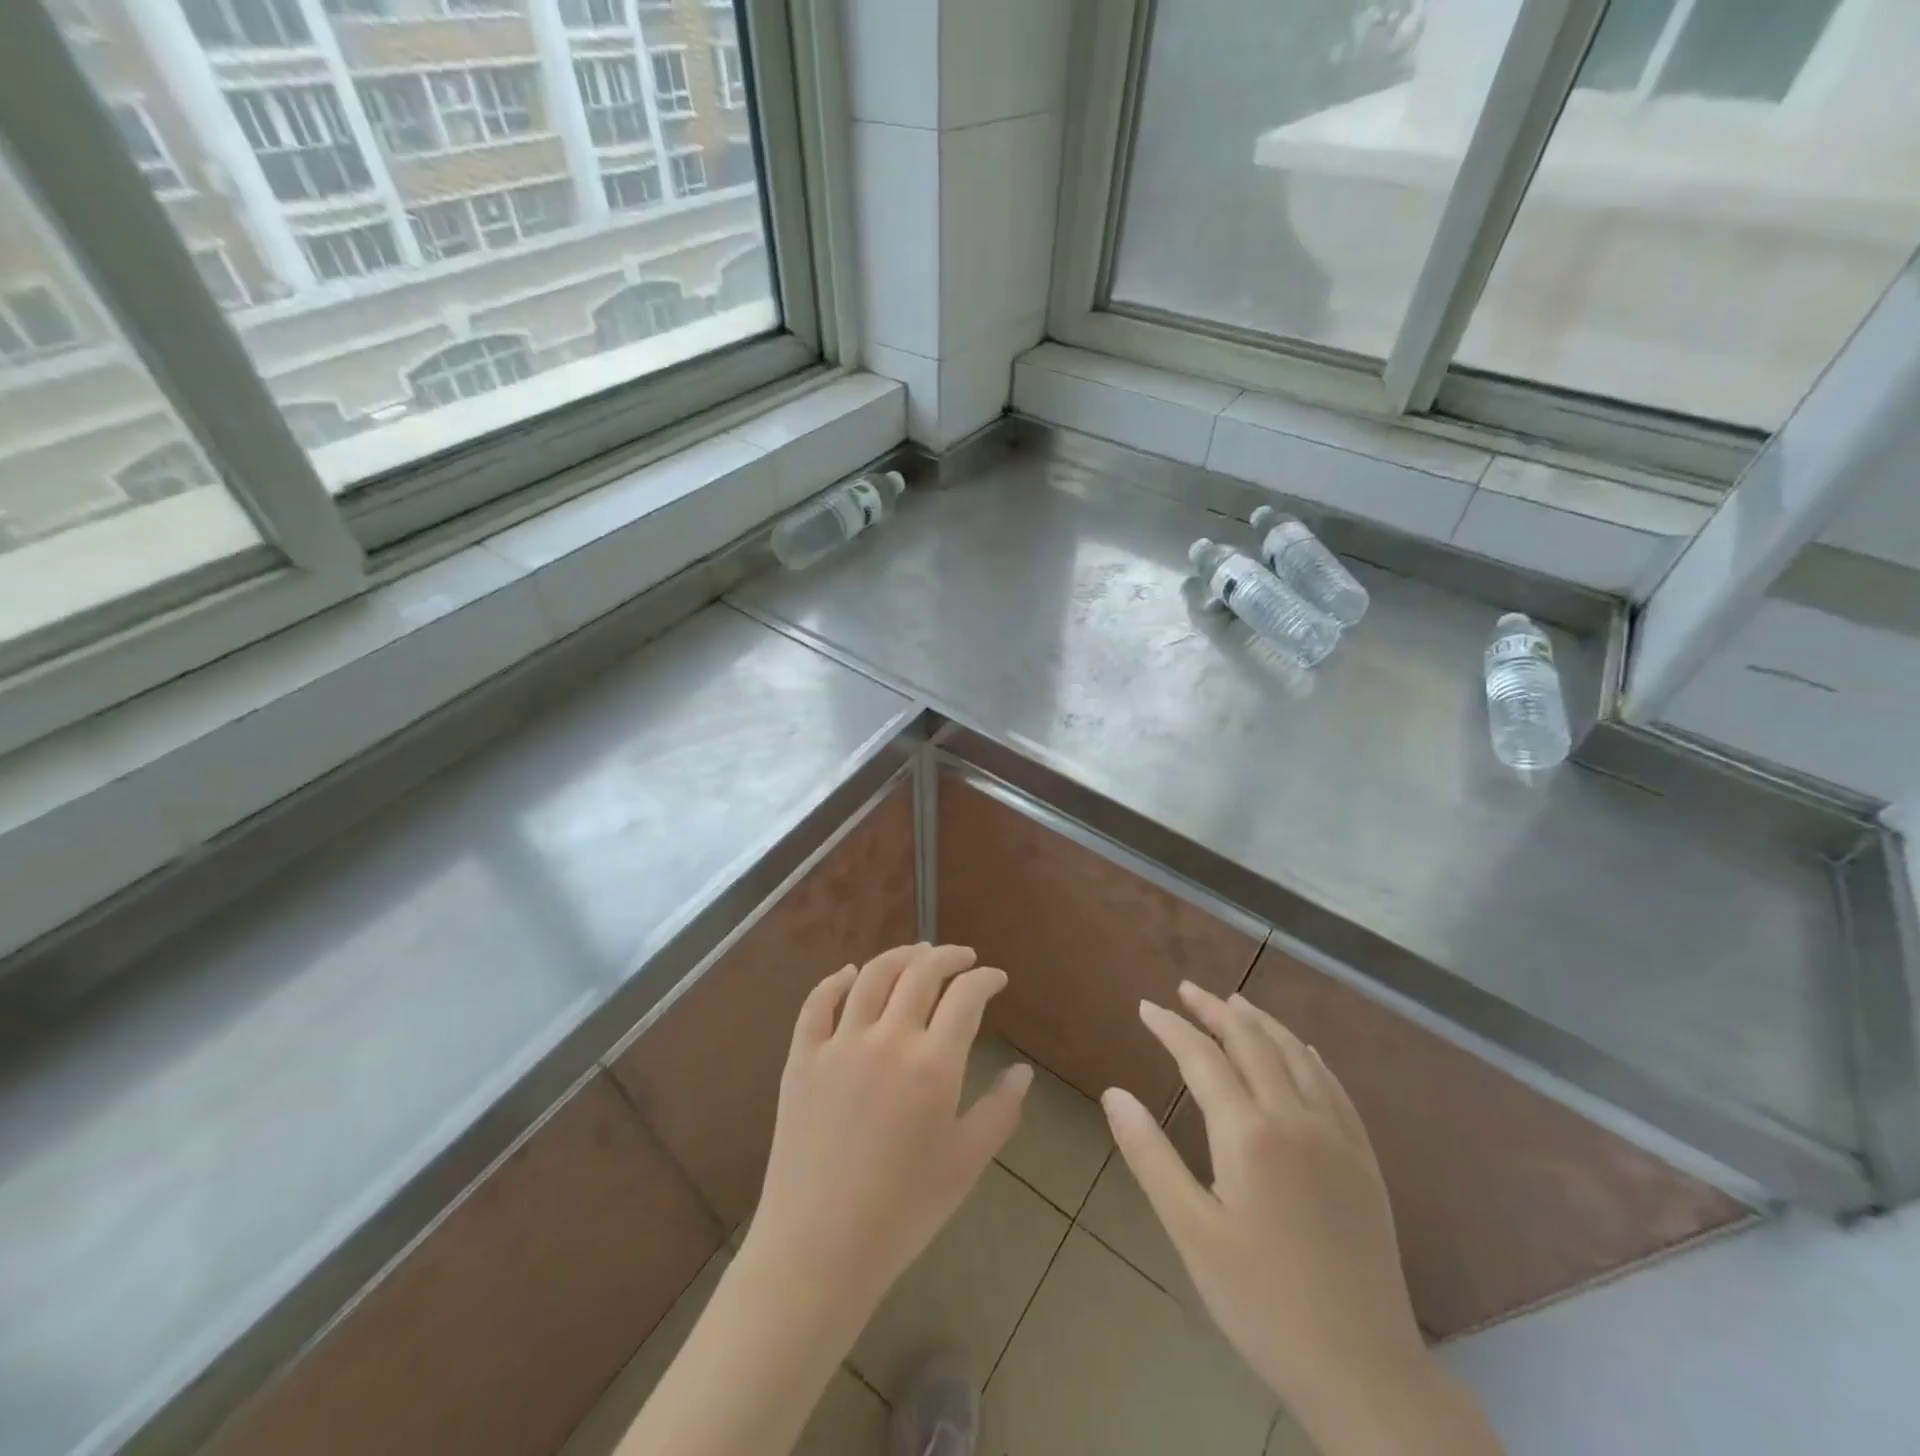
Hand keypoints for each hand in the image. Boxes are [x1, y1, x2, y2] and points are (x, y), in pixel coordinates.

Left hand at [741, 944, 1031, 1322]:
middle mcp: (888, 1037)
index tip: (996, 978)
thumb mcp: (966, 1163)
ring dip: (900, 956)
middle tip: (962, 958)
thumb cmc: (903, 1211)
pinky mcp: (802, 1056)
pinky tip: (851, 973)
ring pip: (873, 976)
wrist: (819, 1247)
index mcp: (933, 1063)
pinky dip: (837, 980)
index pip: (966, 996)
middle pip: (921, 972)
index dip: (985, 979)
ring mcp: (839, 1043)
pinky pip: (818, 1002)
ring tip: (917, 953)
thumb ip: (1000, 1111)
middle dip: (947, 956)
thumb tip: (1022, 1071)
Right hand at [1103, 983, 1434, 1436]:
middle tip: (1185, 990)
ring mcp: (1337, 1136)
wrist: (1363, 1370)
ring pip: (1295, 1055)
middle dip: (1214, 1010)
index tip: (1145, 1007)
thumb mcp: (1191, 1232)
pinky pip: (1334, 1086)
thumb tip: (1113, 1094)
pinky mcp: (1364, 1159)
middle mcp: (1295, 1118)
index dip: (1171, 1027)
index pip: (1202, 1057)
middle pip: (1251, 1042)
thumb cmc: (1262, 1302)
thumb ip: (1150, 1156)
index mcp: (1249, 1133)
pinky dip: (1308, 1055)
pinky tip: (1301, 1050)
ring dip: (1261, 1022)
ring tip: (1234, 1002)